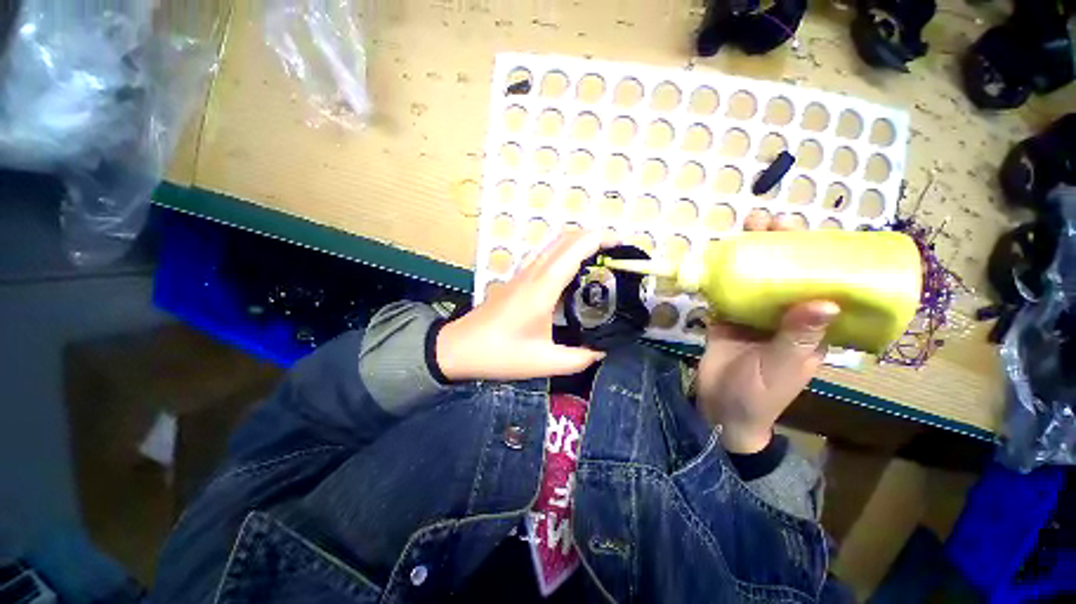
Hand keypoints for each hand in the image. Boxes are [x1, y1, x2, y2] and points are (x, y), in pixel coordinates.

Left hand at [436, 231, 616, 380]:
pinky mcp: (516, 279)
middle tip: (614, 252)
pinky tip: (571, 273)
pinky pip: (544, 256)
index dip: (599, 239)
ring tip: (598, 259)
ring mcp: (522, 274)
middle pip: (564, 239)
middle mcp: (533, 273)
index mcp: (543, 288)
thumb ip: (578, 358)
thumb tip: (602, 351)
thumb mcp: (544, 362)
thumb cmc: (500, 354)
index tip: (620, 243)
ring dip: (577, 243)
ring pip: (553, 244)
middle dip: (592, 236)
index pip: (574, 249)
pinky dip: (563, 253)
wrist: (459, 348)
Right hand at [696, 212, 839, 452]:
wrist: (720, 408)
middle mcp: (783, 316)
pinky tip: (718, 256)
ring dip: (750, 253)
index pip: (819, 284)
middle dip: (779, 245)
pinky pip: (726, 292)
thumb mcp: (783, 366)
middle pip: (784, 274)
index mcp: (809, 327)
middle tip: (769, 221)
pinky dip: (722, 273)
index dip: (816, 255)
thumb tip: (826, 300)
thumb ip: (799, 337)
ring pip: (754, 278)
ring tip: (746, 227)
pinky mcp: (725, 318)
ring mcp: (752, 316)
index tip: (806, 230)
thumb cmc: (760, 394)